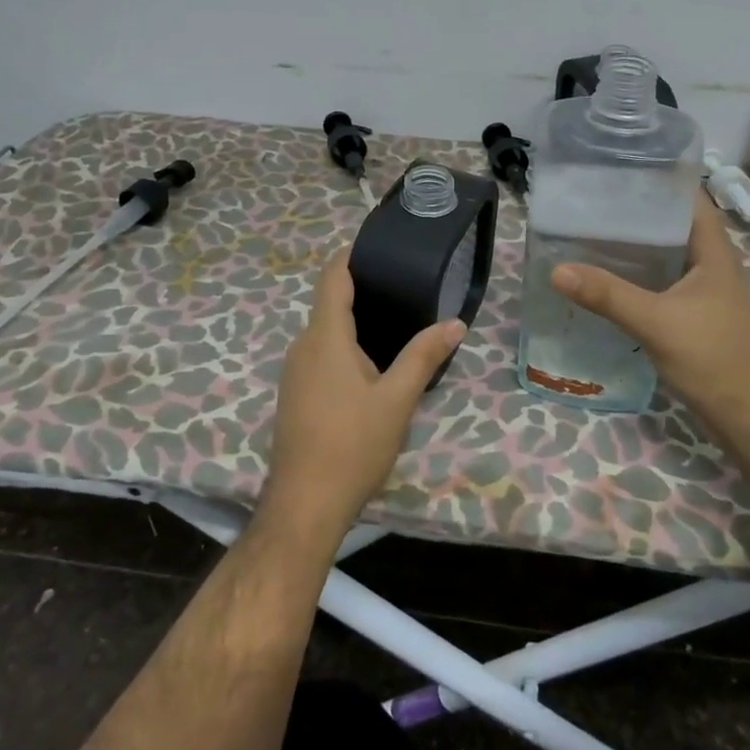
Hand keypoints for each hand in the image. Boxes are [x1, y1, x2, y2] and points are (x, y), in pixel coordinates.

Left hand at [260, 250, 465, 546]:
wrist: (305, 504)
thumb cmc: (352, 445)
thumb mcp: (397, 400)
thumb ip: (424, 356)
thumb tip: (455, 323)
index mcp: (325, 337)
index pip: (332, 278)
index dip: (350, 256)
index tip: (377, 245)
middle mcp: (303, 346)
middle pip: (330, 304)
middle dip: (363, 292)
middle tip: (405, 288)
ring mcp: (294, 372)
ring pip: (325, 333)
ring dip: (355, 323)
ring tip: (396, 322)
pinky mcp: (295, 395)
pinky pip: (320, 356)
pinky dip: (344, 348)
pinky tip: (371, 365)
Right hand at [550, 190, 749, 448]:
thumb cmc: (713, 358)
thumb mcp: (656, 322)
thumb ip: (608, 295)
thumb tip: (557, 269)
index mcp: (713, 251)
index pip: (688, 197)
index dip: (658, 178)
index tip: (616, 167)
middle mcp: (710, 263)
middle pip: (671, 224)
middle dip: (633, 211)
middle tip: (588, 201)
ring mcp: (703, 290)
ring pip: (664, 255)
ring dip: (633, 246)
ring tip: (588, 233)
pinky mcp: (693, 314)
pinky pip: (660, 282)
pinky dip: (635, 275)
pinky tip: (605, 280)